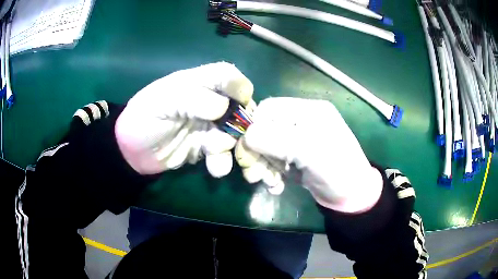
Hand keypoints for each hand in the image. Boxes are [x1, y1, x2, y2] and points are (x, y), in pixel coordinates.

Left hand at [115, 62, 253, 176]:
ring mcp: (209, 126)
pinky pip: (224, 153)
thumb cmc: (143, 118)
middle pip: (239, 105)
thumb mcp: (162, 101)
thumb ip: (192, 99)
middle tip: (238, 136)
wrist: (132, 151)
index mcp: (197, 83)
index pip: (227, 75)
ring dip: (234, 145)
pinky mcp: (206, 147)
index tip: (241, 102)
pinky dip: (224, 161)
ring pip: (235, 132)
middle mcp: (209, 102)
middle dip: (242, 122)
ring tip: (217, 155)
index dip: (239, 86)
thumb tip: (223, 108)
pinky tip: (216, 168)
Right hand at [235, 97, 382, 212]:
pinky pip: (274, 161)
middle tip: (255, 174)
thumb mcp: (306, 150)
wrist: (352, 196)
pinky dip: (271, 174)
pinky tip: (277, 187)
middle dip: (257, 153)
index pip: (268, 109)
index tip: (250, 151)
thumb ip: (273, 139)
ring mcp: (298, 141)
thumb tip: (245, 137)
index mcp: (307, 110)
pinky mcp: (296, 158)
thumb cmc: (336, 169)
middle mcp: (301, 122)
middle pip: (264, 129)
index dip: (254, 126)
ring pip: (266, 147)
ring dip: (263, 167)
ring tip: (271, 183)